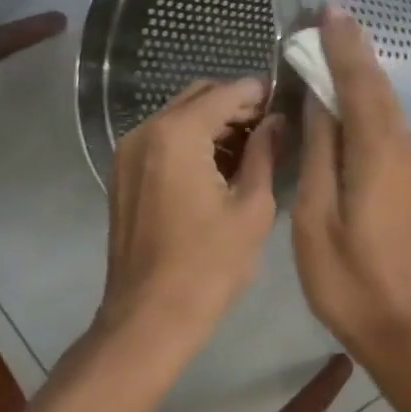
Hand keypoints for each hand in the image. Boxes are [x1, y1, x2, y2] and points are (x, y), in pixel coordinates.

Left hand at [102, 77, 279, 341]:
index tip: (287, 102)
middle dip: (236, 105)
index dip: (259, 93)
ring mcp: (128, 152)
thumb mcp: (252, 207)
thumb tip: (277, 121)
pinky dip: (192, 139)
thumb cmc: (209, 265)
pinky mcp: (123, 173)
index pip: (226, 92)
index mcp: (178, 134)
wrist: (148, 319)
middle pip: (199, 96)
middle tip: (271, 128)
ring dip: (214, 122)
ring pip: (179, 115)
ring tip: (251, 148)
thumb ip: (265, 152)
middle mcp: (146, 131)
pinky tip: (219, 165)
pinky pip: (163, 138)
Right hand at [292, 7, 410, 352]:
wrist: (404, 325)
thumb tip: (321, 103)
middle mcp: (401, 147)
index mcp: (376, 152)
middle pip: (378, 86)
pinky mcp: (410, 179)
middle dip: (355, 48)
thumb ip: (320, 154)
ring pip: (387, 102)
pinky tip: (354, 93)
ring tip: (339, 41)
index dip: (343, 46)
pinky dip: (370, 96)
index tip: (328, 10)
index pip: (358, 84)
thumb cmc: (349, 278)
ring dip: (364, 69)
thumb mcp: (317, 217)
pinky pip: (388, 122)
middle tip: (330, 15)